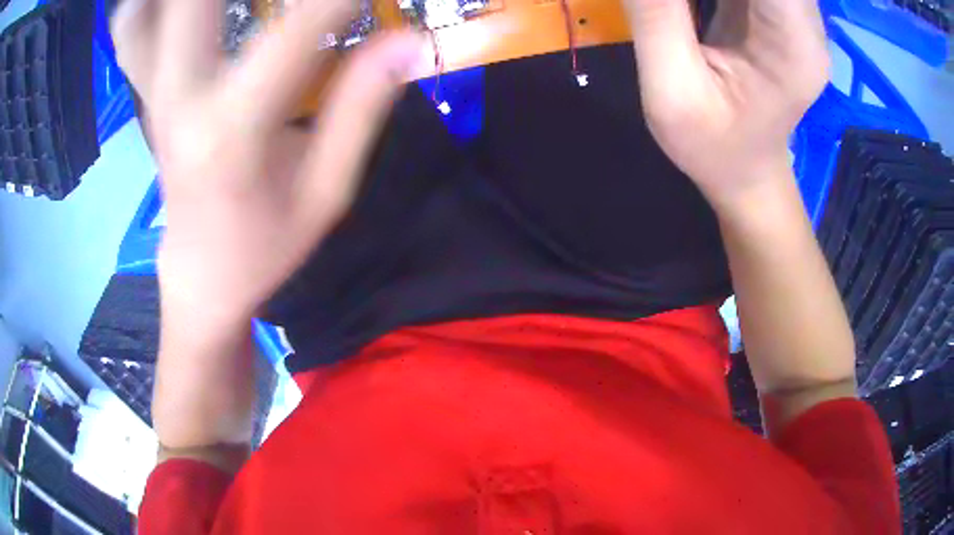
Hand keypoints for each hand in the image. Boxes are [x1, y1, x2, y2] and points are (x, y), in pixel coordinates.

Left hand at [112, 0, 424, 328]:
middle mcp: (179, 97)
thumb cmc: (264, 243)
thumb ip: (362, 107)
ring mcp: (153, 92)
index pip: (295, 28)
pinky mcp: (145, 93)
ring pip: (143, 13)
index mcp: (231, 129)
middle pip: (191, 3)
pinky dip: (144, 7)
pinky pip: (130, 34)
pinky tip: (173, 6)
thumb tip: (409, 41)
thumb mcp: (326, 191)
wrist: (199, 275)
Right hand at [622, 0, 828, 207]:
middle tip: (677, 5)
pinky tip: (687, 6)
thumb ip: (655, 13)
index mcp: (794, 45)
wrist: (747, 171)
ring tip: (684, 11)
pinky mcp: (776, 6)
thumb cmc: (713, 147)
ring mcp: (795, 11)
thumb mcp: (672, 91)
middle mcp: (806, 19)